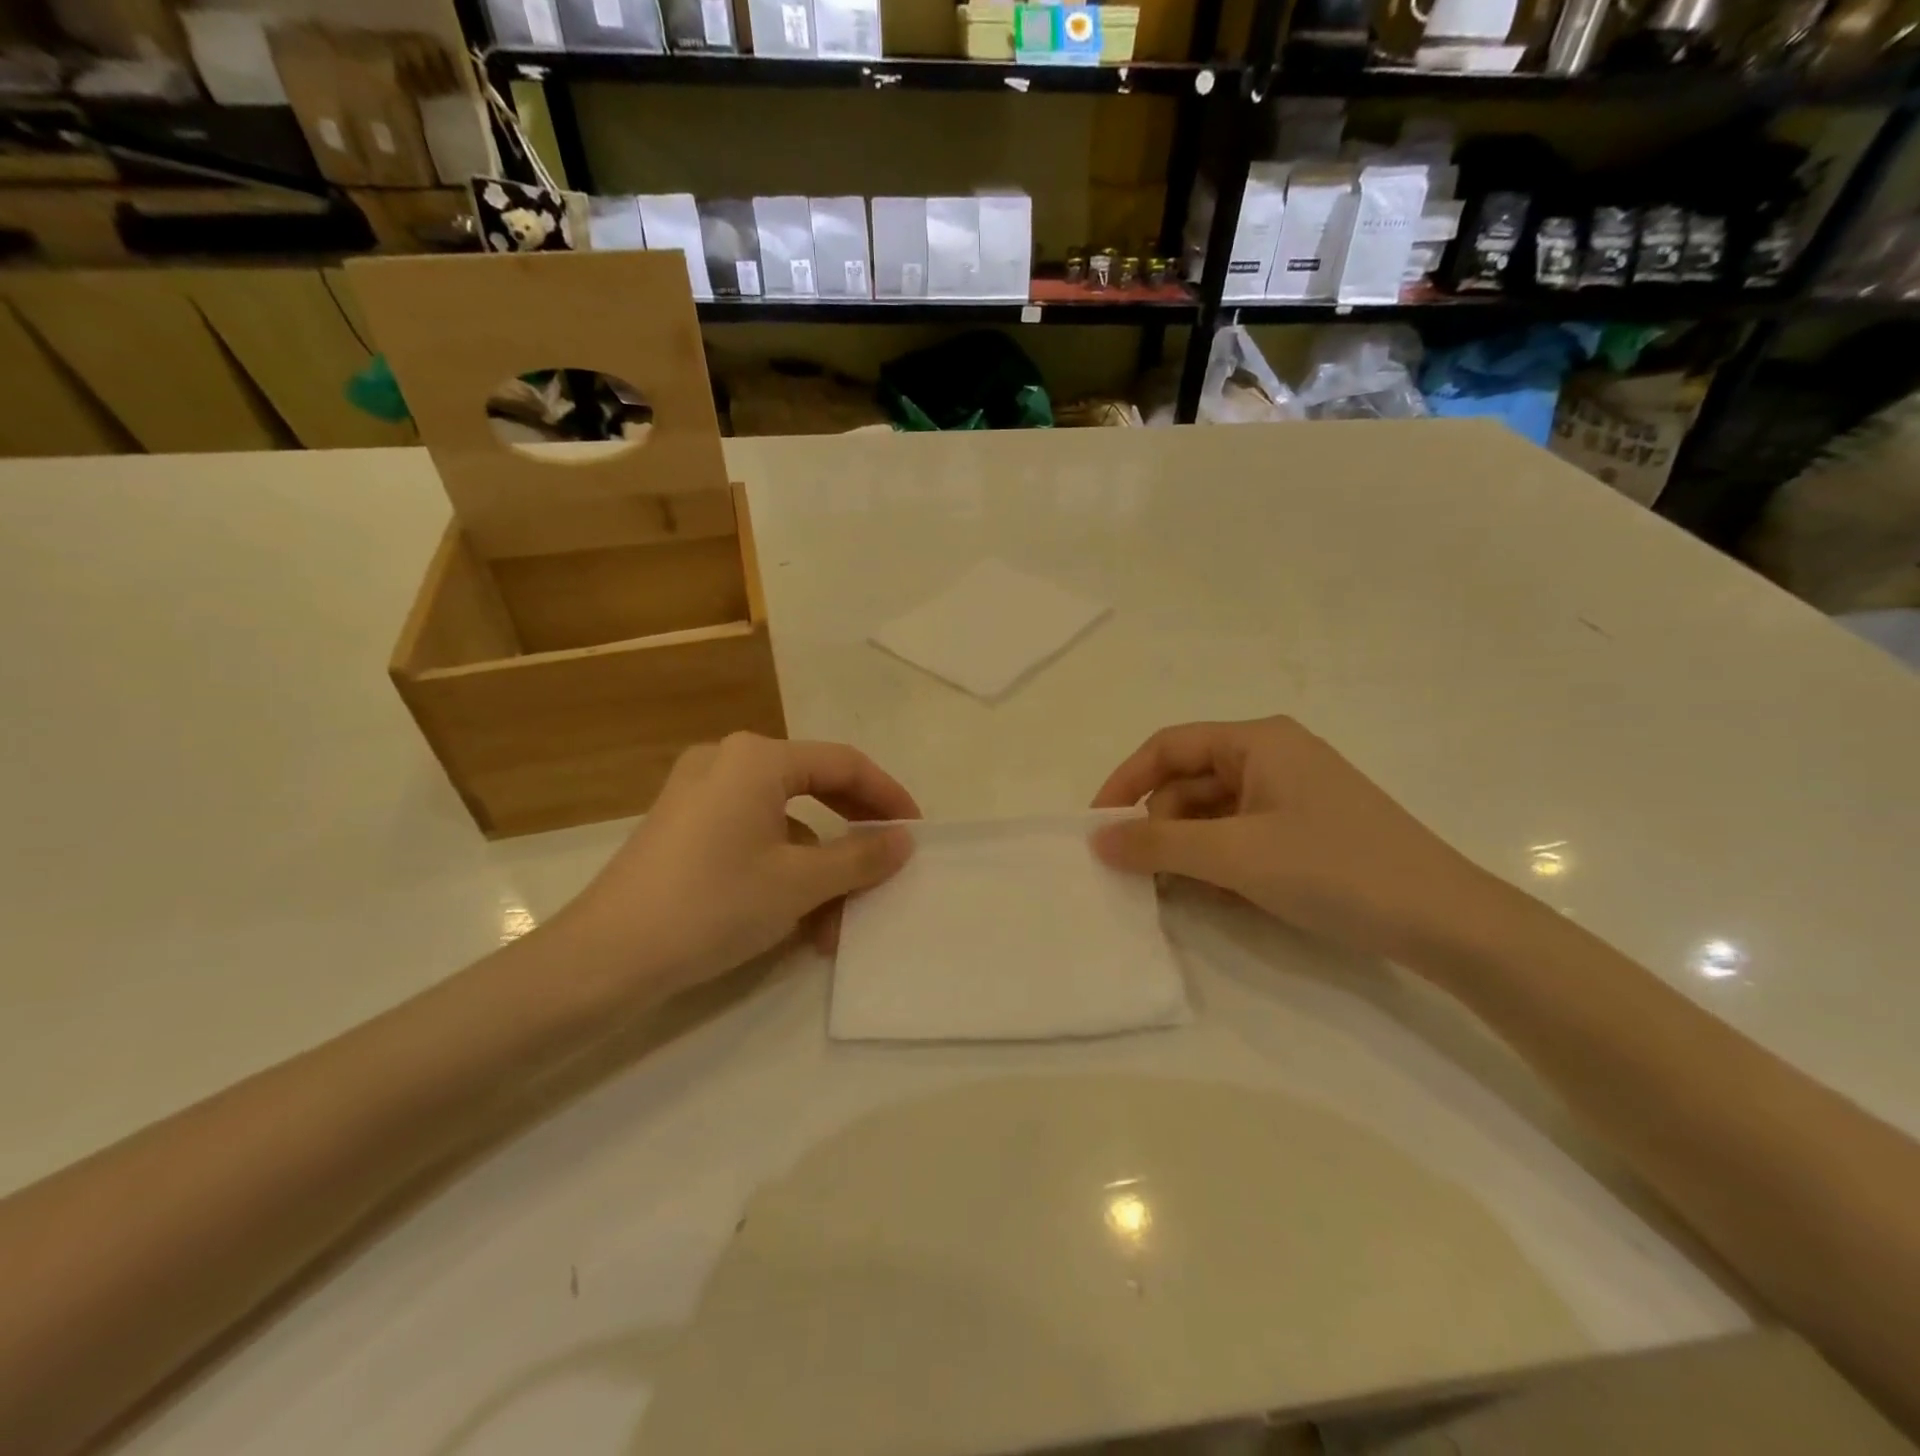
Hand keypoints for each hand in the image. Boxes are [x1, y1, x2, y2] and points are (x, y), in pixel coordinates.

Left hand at [551, 733, 917, 997]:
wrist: (603, 959)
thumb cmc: (711, 906)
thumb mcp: (799, 884)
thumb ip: (859, 857)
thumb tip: (903, 841)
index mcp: (757, 759)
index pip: (843, 764)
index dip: (888, 796)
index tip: (916, 832)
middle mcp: (727, 762)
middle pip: (814, 789)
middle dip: (852, 837)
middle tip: (886, 866)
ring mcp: (699, 794)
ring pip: (784, 823)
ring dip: (818, 871)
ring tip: (835, 927)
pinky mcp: (683, 828)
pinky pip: (752, 838)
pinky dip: (782, 872)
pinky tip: (795, 923)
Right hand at [1090, 717, 1499, 963]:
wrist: (1446, 922)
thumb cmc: (1335, 870)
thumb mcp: (1235, 856)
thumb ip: (1159, 843)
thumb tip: (1096, 840)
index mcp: (1257, 740)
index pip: (1168, 747)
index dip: (1125, 782)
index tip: (1097, 828)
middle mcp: (1273, 756)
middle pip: (1189, 780)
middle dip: (1159, 823)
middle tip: (1140, 873)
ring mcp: (1293, 793)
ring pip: (1214, 811)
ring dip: (1187, 847)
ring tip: (1177, 890)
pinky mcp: (1307, 828)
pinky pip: (1241, 833)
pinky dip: (1219, 859)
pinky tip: (1216, 893)